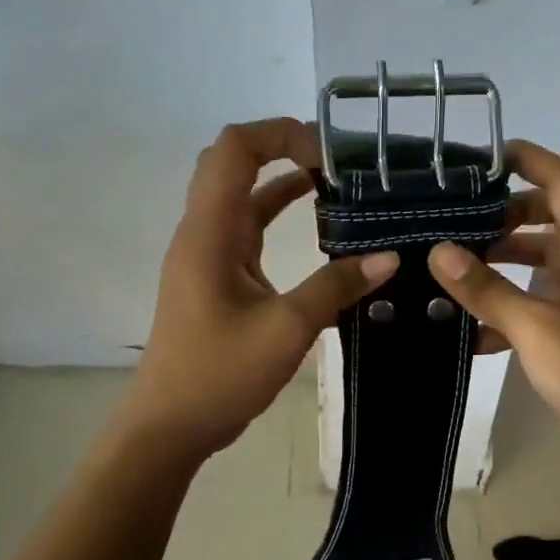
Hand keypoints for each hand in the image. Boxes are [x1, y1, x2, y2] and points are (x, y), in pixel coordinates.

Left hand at [125, 118, 396, 461]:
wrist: (170, 426)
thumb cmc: (219, 375)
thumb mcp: (286, 330)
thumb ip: (336, 288)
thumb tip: (388, 257)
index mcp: (209, 232)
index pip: (235, 149)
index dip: (280, 134)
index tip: (330, 154)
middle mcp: (203, 231)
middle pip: (233, 162)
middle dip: (282, 147)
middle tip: (336, 160)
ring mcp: (207, 254)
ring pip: (241, 195)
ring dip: (282, 180)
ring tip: (337, 182)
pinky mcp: (217, 276)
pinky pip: (247, 228)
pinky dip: (278, 214)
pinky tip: (318, 224)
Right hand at [427, 140, 559, 477]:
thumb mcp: (535, 328)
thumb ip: (486, 289)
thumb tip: (438, 252)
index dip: (529, 160)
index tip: (485, 155)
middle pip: (551, 216)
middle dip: (505, 215)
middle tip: (456, 219)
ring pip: (544, 258)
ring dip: (504, 260)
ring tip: (454, 266)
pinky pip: (543, 298)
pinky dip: (512, 303)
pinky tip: (472, 328)